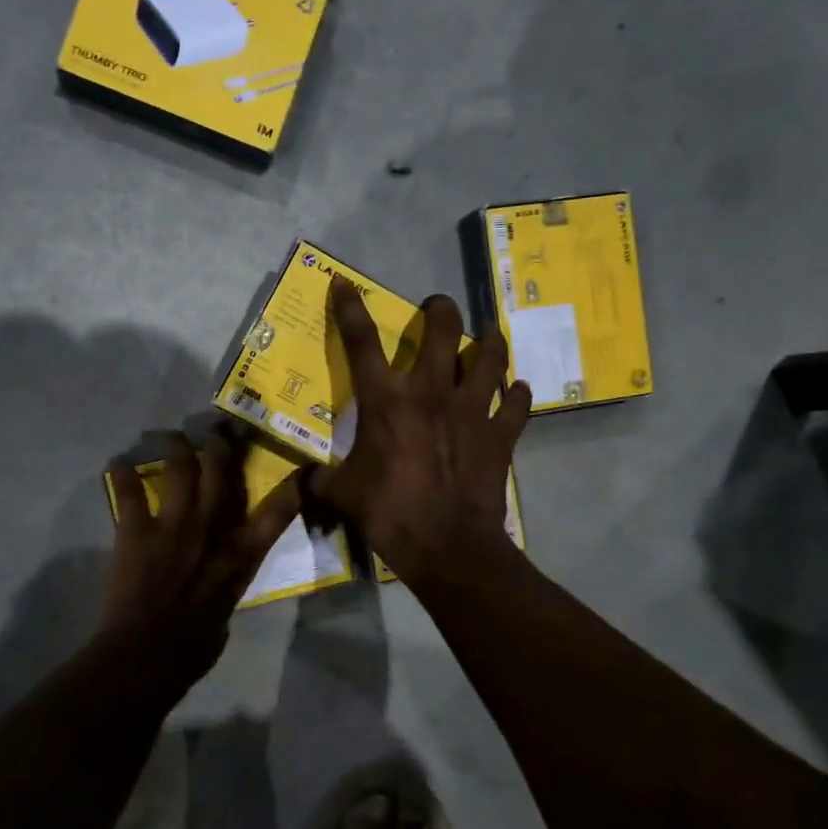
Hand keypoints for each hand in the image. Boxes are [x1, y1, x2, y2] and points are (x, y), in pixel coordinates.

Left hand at [99, 428, 302, 679]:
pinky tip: (117, 464)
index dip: (293, 487)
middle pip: (222, 474)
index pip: (277, 512)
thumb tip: (221, 579)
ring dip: (176, 448)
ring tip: (171, 437)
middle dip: (220, 448)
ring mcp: (174, 525)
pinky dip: (121, 475)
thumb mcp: (226, 612)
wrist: (149, 655)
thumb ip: (226, 584)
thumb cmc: (194, 647)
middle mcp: (213, 529)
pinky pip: (129, 492)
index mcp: (241, 555)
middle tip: (216, 434)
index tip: (303, 469)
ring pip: (180, 469)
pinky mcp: (137, 530)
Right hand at [311, 280, 530, 586]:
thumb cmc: (390, 514)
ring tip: (485, 337)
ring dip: (488, 342)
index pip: (361, 342)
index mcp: (386, 401)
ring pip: (489, 357)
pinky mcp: (501, 434)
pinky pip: (517, 403)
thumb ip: (324, 478)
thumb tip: (309, 477)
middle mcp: (431, 392)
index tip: (344, 282)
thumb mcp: (343, 495)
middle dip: (439, 309)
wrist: (448, 546)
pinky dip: (517, 394)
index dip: (349, 308)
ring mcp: (473, 410)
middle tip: (436, 308)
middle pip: (442, 330)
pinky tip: (515, 391)